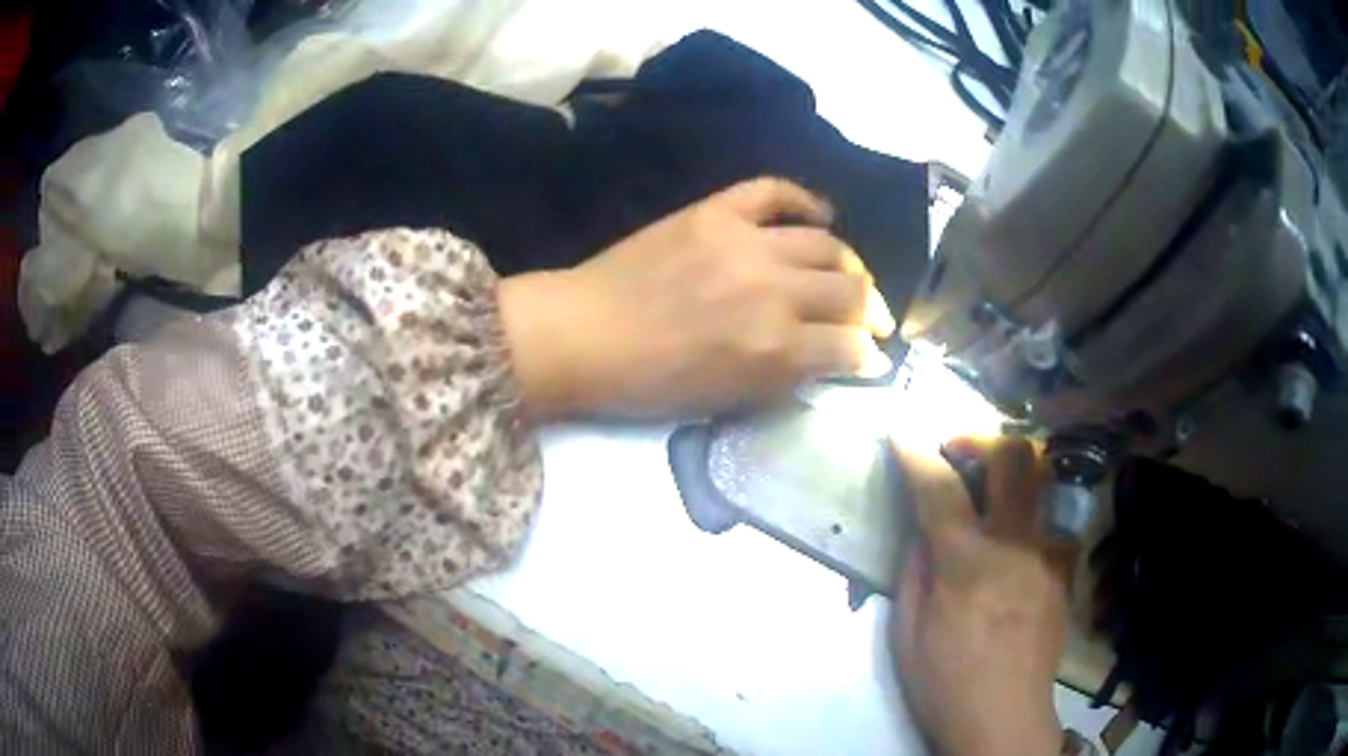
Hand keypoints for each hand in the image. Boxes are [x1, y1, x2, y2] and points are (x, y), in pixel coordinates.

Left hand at [498, 178, 894, 418]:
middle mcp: (771, 290)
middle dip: (874, 313)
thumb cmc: (649, 383)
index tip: (873, 359)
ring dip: (852, 265)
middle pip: (850, 292)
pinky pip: (775, 191)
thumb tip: (836, 359)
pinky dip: (806, 200)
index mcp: (772, 347)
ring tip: (854, 277)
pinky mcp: (715, 212)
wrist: (582, 334)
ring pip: (826, 245)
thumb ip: (787, 377)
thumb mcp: (725, 399)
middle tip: (875, 321)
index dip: (869, 357)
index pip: (849, 347)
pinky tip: (822, 216)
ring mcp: (744, 242)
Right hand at [892, 437, 1073, 755]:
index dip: (917, 453)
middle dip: (981, 438)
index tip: (902, 432)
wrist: (1005, 718)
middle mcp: (1016, 546)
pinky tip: (1017, 545)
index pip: (940, 490)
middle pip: (1014, 458)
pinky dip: (1030, 518)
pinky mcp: (1065, 571)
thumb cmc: (945, 682)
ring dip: (1011, 471)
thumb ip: (914, 570)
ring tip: (989, 490)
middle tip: (956, 451)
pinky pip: (1052, 523)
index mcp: (968, 566)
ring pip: (1043, 479)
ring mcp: (1049, 555)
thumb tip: (922, 525)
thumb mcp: (906, 634)